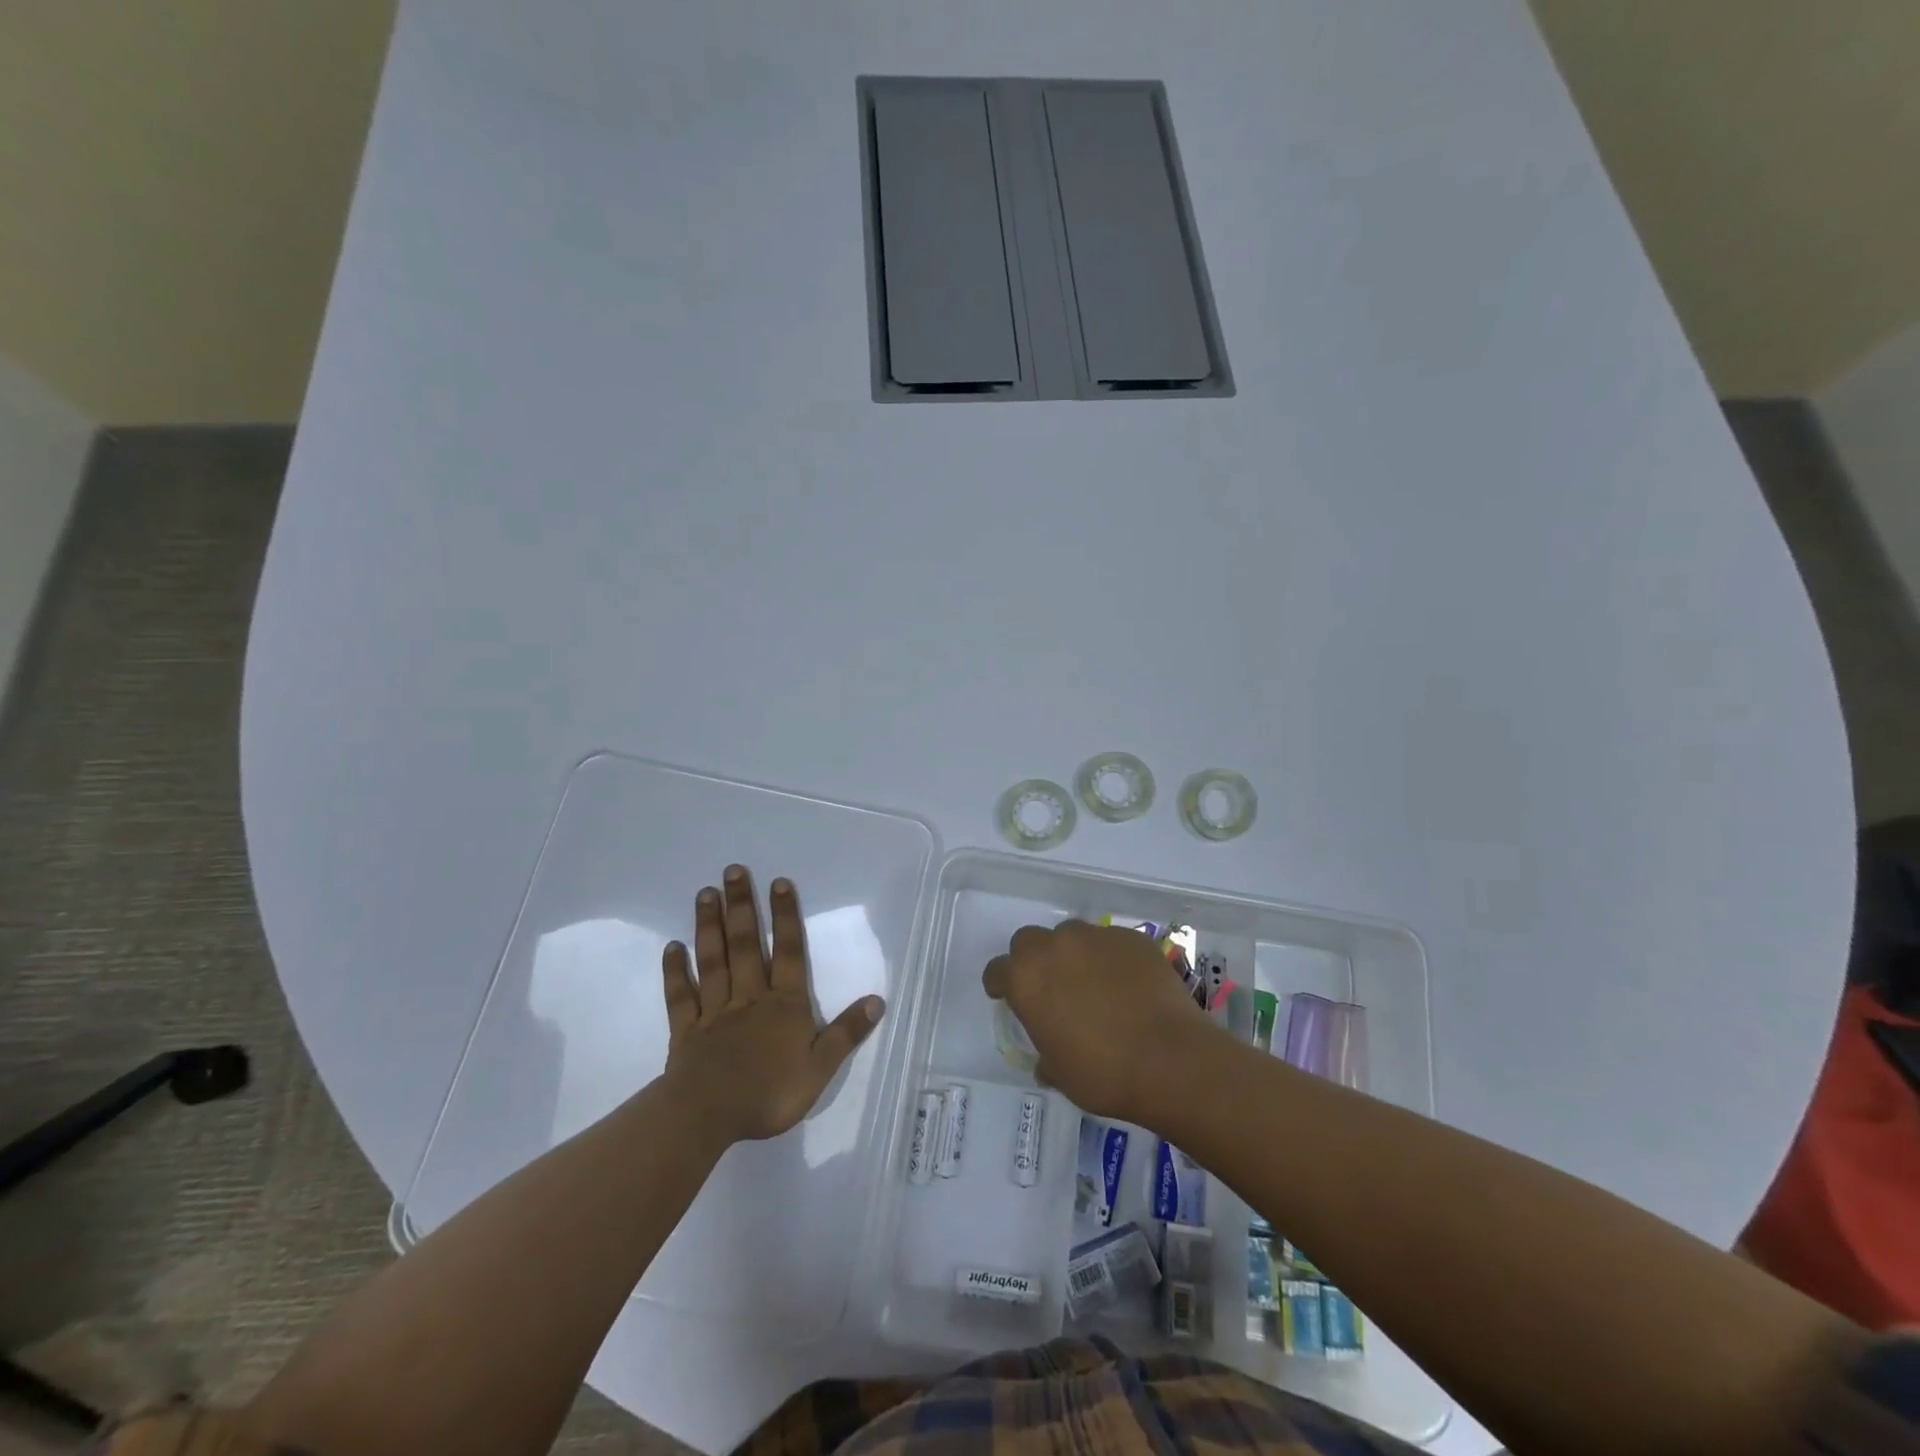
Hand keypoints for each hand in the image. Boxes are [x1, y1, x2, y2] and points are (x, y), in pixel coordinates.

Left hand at [661, 866, 884, 1144]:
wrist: (708, 1116)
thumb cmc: (770, 1093)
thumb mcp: (820, 1068)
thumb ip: (846, 1033)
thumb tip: (877, 1000)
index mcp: (784, 1005)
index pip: (787, 952)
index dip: (785, 916)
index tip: (778, 882)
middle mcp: (749, 997)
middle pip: (746, 945)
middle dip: (741, 906)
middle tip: (732, 871)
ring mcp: (714, 1011)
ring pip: (713, 961)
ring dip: (709, 926)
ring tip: (705, 893)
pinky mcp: (686, 1031)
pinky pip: (681, 996)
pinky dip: (676, 971)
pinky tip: (672, 947)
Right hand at [983, 920, 1221, 1124]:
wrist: (1171, 1059)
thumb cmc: (1104, 1074)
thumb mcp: (1061, 1073)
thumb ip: (1046, 1055)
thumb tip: (1047, 1060)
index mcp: (1026, 978)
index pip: (997, 970)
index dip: (1000, 985)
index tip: (1008, 998)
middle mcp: (1055, 946)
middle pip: (1029, 941)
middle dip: (1033, 960)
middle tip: (1051, 988)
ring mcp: (1095, 937)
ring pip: (1071, 935)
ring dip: (1072, 955)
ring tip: (1094, 984)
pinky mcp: (1132, 938)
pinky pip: (1110, 943)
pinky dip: (1111, 959)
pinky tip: (1128, 985)